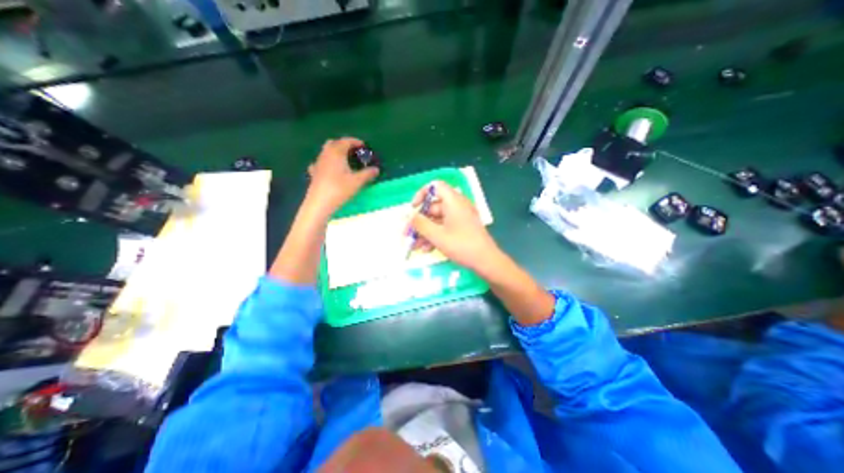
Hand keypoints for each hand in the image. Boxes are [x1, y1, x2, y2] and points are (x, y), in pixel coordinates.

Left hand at [308, 137, 379, 215]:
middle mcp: (326, 154)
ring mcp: (318, 163)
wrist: (320, 202)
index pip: (346, 141)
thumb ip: (368, 174)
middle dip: (344, 145)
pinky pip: (321, 162)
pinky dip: (328, 162)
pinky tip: (331, 170)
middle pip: (334, 143)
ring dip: (336, 153)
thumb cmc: (340, 189)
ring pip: (326, 152)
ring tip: (345, 161)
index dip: (356, 142)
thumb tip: (376, 169)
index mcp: (336, 152)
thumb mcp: (357, 181)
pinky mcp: (314, 172)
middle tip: (354, 152)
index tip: (364, 146)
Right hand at [411, 182, 495, 272]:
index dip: (422, 194)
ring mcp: (460, 217)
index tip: (413, 208)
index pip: (435, 187)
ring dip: (425, 232)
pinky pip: (445, 227)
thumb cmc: (462, 245)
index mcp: (453, 201)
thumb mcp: (437, 235)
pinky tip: (427, 249)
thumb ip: (421, 224)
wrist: (486, 261)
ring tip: (415, 246)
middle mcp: (457, 206)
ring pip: (437, 220)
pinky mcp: (462, 228)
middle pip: (433, 207)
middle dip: (419, 221)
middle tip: (408, 233)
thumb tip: (409, 216)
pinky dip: (435, 235)